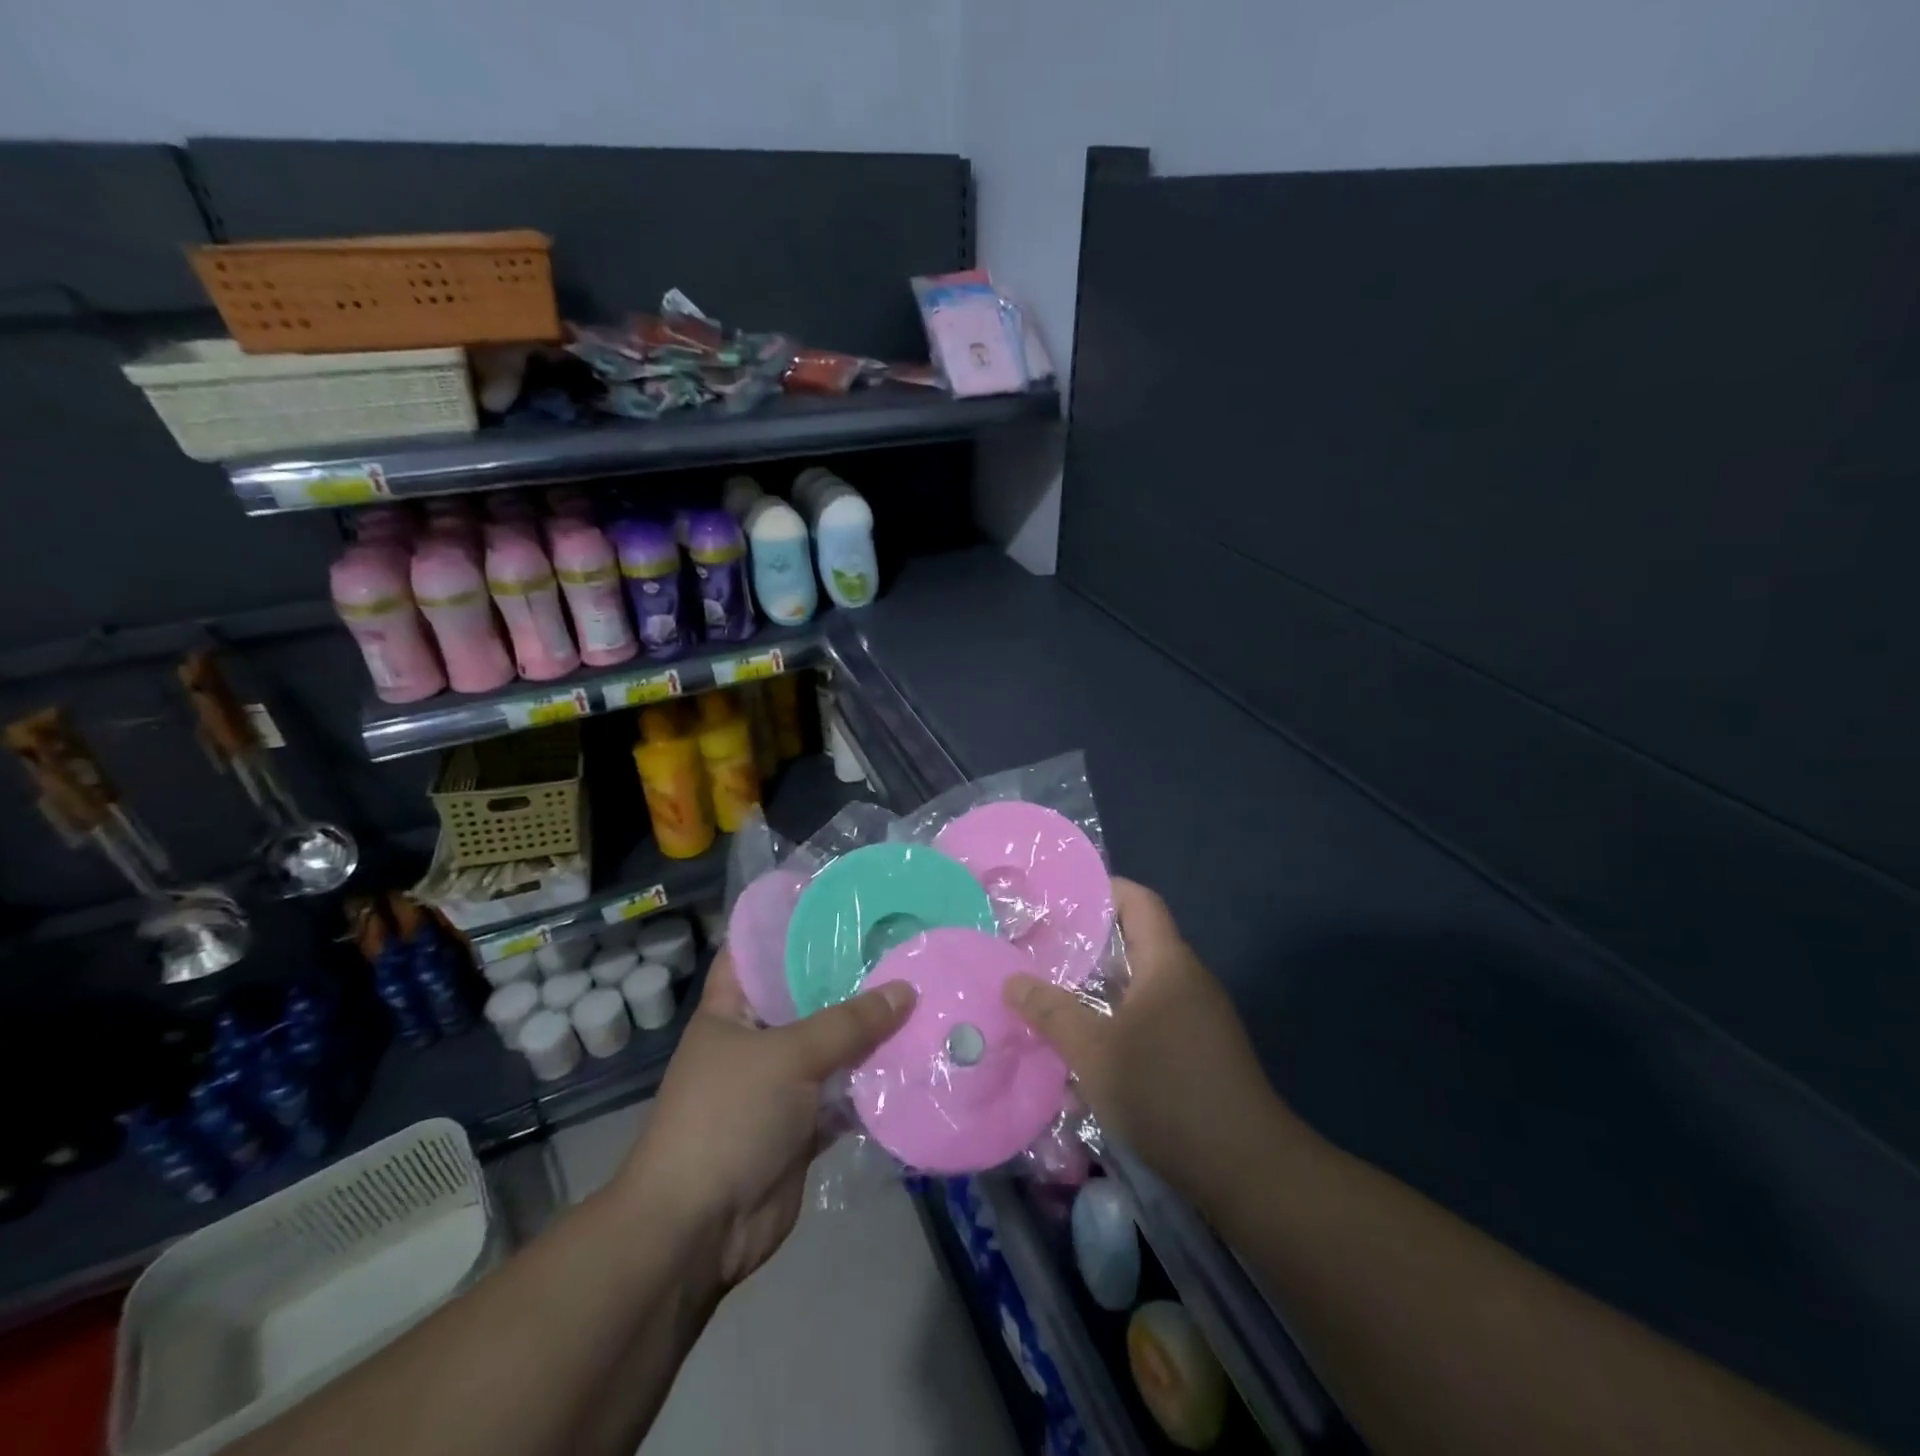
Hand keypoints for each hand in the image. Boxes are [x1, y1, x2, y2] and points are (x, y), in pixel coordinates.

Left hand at [614, 948, 914, 1288]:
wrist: (698, 1230)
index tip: (840, 903)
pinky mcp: (802, 1125)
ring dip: (870, 1033)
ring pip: (832, 1047)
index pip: (756, 950)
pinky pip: (845, 1093)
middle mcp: (755, 1040)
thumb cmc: (727, 1118)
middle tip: (901, 946)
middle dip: (850, 979)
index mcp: (731, 1010)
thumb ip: (848, 1023)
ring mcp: (780, 1085)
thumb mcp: (788, 1056)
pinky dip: (874, 1082)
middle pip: (806, 998)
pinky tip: (916, 1058)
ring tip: (922, 993)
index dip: (790, 925)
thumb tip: (906, 990)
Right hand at [1004, 878, 1289, 1212]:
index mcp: (1168, 963)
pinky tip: (1086, 1048)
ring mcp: (1198, 1017)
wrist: (1247, 1170)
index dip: (1100, 889)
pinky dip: (1117, 1019)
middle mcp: (1187, 979)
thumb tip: (1011, 980)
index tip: (1056, 899)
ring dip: (1098, 988)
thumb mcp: (1094, 1052)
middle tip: (1038, 950)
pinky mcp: (1199, 1050)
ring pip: (1140, 984)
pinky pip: (1151, 1017)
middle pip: (1135, 941)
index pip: (1138, 900)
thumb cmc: (1166, 1093)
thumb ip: (1052, 1012)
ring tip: (1052, 996)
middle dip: (1087, 944)